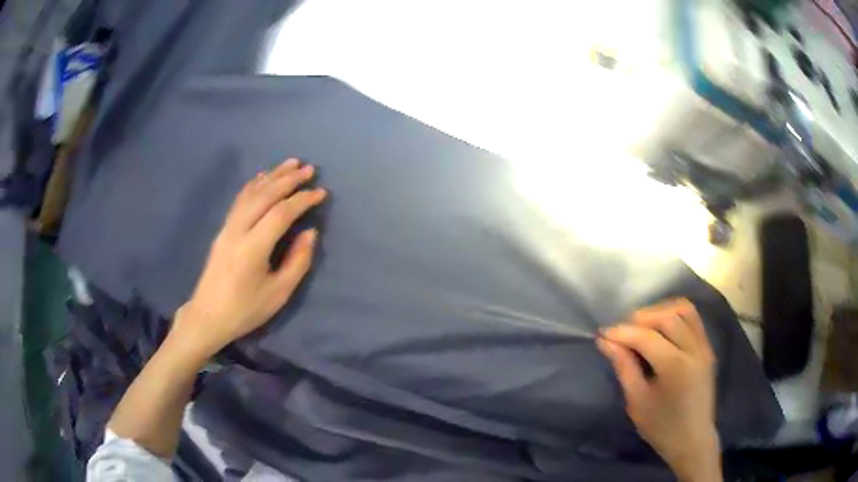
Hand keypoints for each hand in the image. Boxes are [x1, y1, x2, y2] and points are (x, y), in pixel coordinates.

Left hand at [174, 158, 326, 357]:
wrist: (208, 316)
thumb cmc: (245, 310)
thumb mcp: (278, 293)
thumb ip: (297, 261)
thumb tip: (310, 233)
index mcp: (253, 248)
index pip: (281, 213)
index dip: (302, 200)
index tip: (321, 193)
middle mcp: (238, 230)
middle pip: (265, 195)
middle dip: (288, 179)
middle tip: (310, 169)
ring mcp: (227, 227)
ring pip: (251, 193)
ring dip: (272, 176)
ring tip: (291, 164)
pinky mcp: (223, 229)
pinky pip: (240, 199)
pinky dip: (254, 184)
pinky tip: (263, 178)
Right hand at [597, 299, 720, 481]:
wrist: (692, 439)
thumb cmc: (661, 427)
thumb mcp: (637, 402)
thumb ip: (624, 367)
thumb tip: (606, 342)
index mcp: (675, 367)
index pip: (647, 337)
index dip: (623, 332)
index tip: (602, 334)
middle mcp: (694, 350)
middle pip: (667, 317)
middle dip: (640, 318)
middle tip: (621, 331)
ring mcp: (704, 346)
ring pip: (684, 310)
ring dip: (660, 311)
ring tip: (642, 326)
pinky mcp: (707, 348)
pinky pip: (693, 319)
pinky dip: (674, 315)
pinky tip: (661, 329)